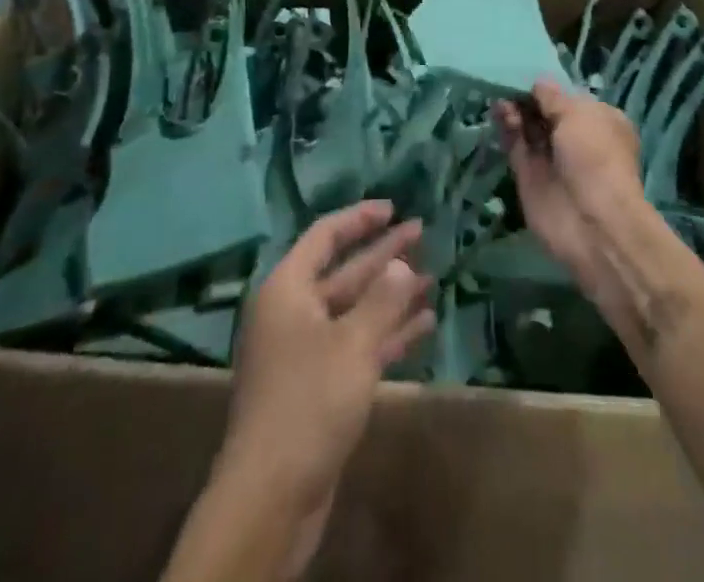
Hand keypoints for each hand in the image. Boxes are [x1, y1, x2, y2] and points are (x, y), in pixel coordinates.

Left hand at [219, 201, 434, 514]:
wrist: (271, 496)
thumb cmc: (309, 402)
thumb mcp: (352, 344)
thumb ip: (382, 300)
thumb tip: (401, 263)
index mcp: (288, 288)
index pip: (325, 236)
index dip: (359, 219)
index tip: (393, 208)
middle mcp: (294, 311)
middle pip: (344, 270)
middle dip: (383, 254)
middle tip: (422, 233)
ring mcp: (306, 350)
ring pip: (355, 309)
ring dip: (392, 295)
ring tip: (432, 278)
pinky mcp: (320, 385)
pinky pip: (358, 344)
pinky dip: (388, 333)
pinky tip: (423, 324)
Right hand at [494, 78, 645, 302]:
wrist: (592, 222)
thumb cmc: (595, 157)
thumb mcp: (578, 114)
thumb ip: (552, 97)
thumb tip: (538, 82)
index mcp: (598, 120)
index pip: (568, 97)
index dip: (547, 87)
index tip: (524, 70)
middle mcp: (575, 138)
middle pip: (544, 112)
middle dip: (527, 97)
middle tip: (505, 81)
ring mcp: (551, 158)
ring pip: (528, 128)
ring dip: (514, 110)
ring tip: (500, 97)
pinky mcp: (529, 176)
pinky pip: (515, 146)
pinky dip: (506, 129)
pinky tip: (498, 112)